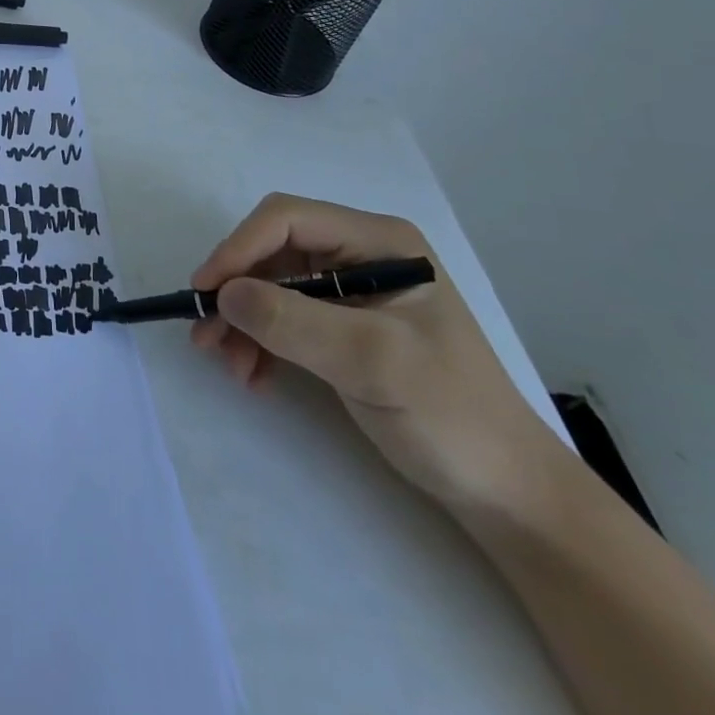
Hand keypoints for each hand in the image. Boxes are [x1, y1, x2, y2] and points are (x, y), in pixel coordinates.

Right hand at [190, 193, 560, 515]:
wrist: (508, 495)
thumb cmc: (452, 416)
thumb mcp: (374, 363)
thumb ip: (295, 322)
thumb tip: (223, 294)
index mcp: (377, 242)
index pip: (286, 219)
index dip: (239, 248)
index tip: (205, 293)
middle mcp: (359, 255)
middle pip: (272, 252)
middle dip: (236, 292)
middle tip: (207, 336)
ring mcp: (350, 291)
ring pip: (269, 286)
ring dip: (242, 321)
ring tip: (231, 366)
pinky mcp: (342, 326)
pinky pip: (282, 317)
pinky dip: (259, 341)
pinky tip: (255, 375)